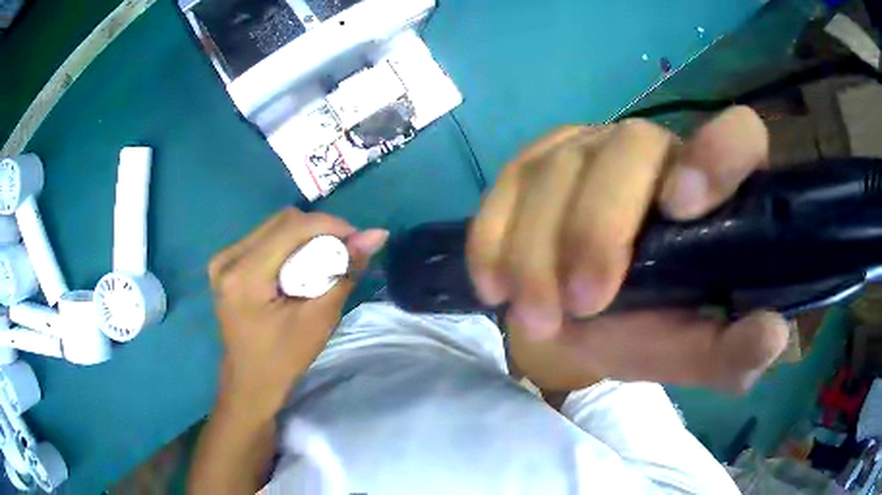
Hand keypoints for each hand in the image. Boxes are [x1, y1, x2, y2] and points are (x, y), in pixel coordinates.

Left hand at [208, 208, 387, 419]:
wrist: (250, 382)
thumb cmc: (284, 359)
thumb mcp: (319, 319)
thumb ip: (345, 272)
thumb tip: (376, 234)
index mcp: (244, 276)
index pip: (291, 228)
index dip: (330, 225)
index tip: (358, 240)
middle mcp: (228, 259)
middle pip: (282, 221)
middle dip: (319, 230)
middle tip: (343, 252)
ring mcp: (223, 259)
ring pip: (274, 226)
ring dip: (305, 237)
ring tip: (324, 261)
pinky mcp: (226, 264)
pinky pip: (264, 238)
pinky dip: (289, 245)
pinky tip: (300, 266)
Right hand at [467, 106, 789, 391]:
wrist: (584, 320)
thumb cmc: (654, 330)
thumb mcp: (699, 354)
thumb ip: (734, 352)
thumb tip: (770, 334)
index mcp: (715, 191)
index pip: (738, 134)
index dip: (717, 152)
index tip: (680, 209)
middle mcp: (656, 151)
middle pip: (629, 146)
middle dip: (599, 228)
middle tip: (581, 305)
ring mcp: (590, 148)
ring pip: (559, 168)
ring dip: (537, 249)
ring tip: (534, 318)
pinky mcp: (535, 163)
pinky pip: (507, 184)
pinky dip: (494, 237)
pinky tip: (494, 285)